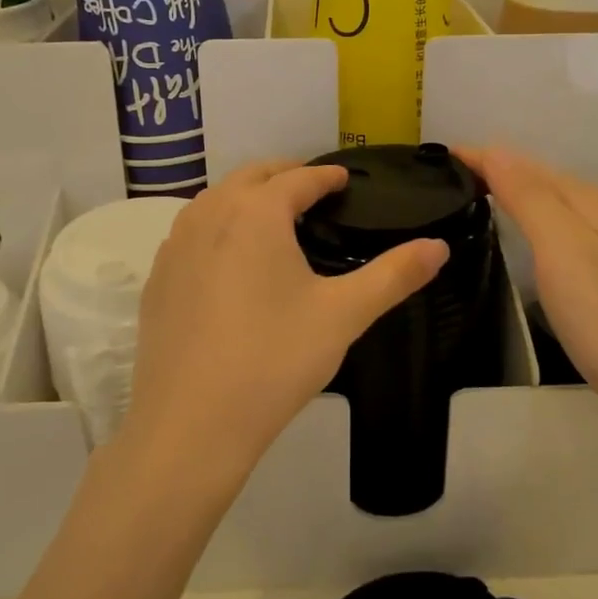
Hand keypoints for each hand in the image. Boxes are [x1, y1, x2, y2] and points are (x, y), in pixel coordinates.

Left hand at [121, 159, 449, 493]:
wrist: (190, 424)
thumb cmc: (274, 360)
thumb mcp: (344, 315)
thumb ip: (395, 275)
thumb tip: (440, 246)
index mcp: (256, 213)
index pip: (298, 178)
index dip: (326, 175)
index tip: (344, 178)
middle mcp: (210, 214)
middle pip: (251, 177)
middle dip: (285, 175)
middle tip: (313, 190)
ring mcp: (176, 245)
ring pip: (215, 200)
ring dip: (246, 196)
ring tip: (273, 217)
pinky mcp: (157, 277)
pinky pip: (191, 232)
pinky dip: (217, 226)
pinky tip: (229, 258)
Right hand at [459, 146, 597, 436]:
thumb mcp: (564, 250)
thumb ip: (529, 197)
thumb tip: (494, 149)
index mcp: (585, 200)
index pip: (519, 162)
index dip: (477, 157)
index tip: (430, 161)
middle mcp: (596, 213)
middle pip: (534, 178)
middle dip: (488, 169)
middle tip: (436, 179)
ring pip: (543, 204)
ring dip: (505, 194)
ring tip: (462, 198)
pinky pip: (551, 231)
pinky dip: (523, 222)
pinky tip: (510, 237)